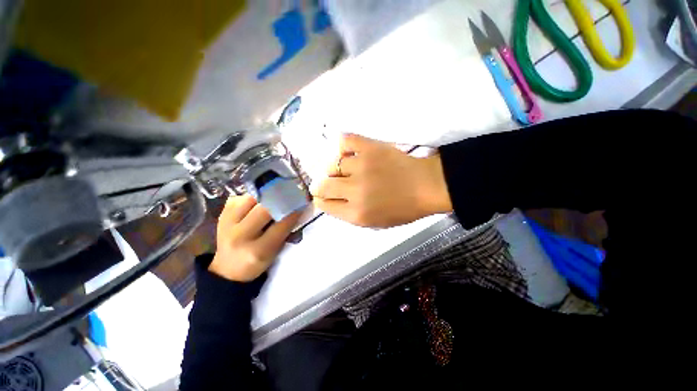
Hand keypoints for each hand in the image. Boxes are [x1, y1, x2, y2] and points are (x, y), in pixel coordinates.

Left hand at [209, 195, 301, 281]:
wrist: (227, 269)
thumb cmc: (257, 262)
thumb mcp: (275, 252)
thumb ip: (285, 231)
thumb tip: (297, 209)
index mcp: (257, 251)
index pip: (280, 226)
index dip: (293, 213)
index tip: (302, 204)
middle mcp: (240, 237)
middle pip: (264, 210)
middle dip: (280, 201)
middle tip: (290, 195)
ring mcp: (227, 225)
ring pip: (250, 199)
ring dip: (265, 196)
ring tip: (273, 197)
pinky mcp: (221, 216)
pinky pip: (239, 198)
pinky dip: (251, 198)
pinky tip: (257, 202)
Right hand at [312, 134, 451, 227]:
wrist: (426, 186)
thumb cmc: (402, 208)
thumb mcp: (374, 223)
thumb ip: (348, 213)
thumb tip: (330, 200)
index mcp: (357, 213)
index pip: (324, 204)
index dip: (321, 199)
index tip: (324, 196)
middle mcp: (355, 191)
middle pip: (322, 185)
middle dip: (321, 185)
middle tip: (329, 183)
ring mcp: (362, 166)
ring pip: (332, 164)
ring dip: (335, 168)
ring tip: (344, 169)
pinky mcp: (371, 148)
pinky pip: (345, 141)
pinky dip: (343, 146)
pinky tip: (348, 153)